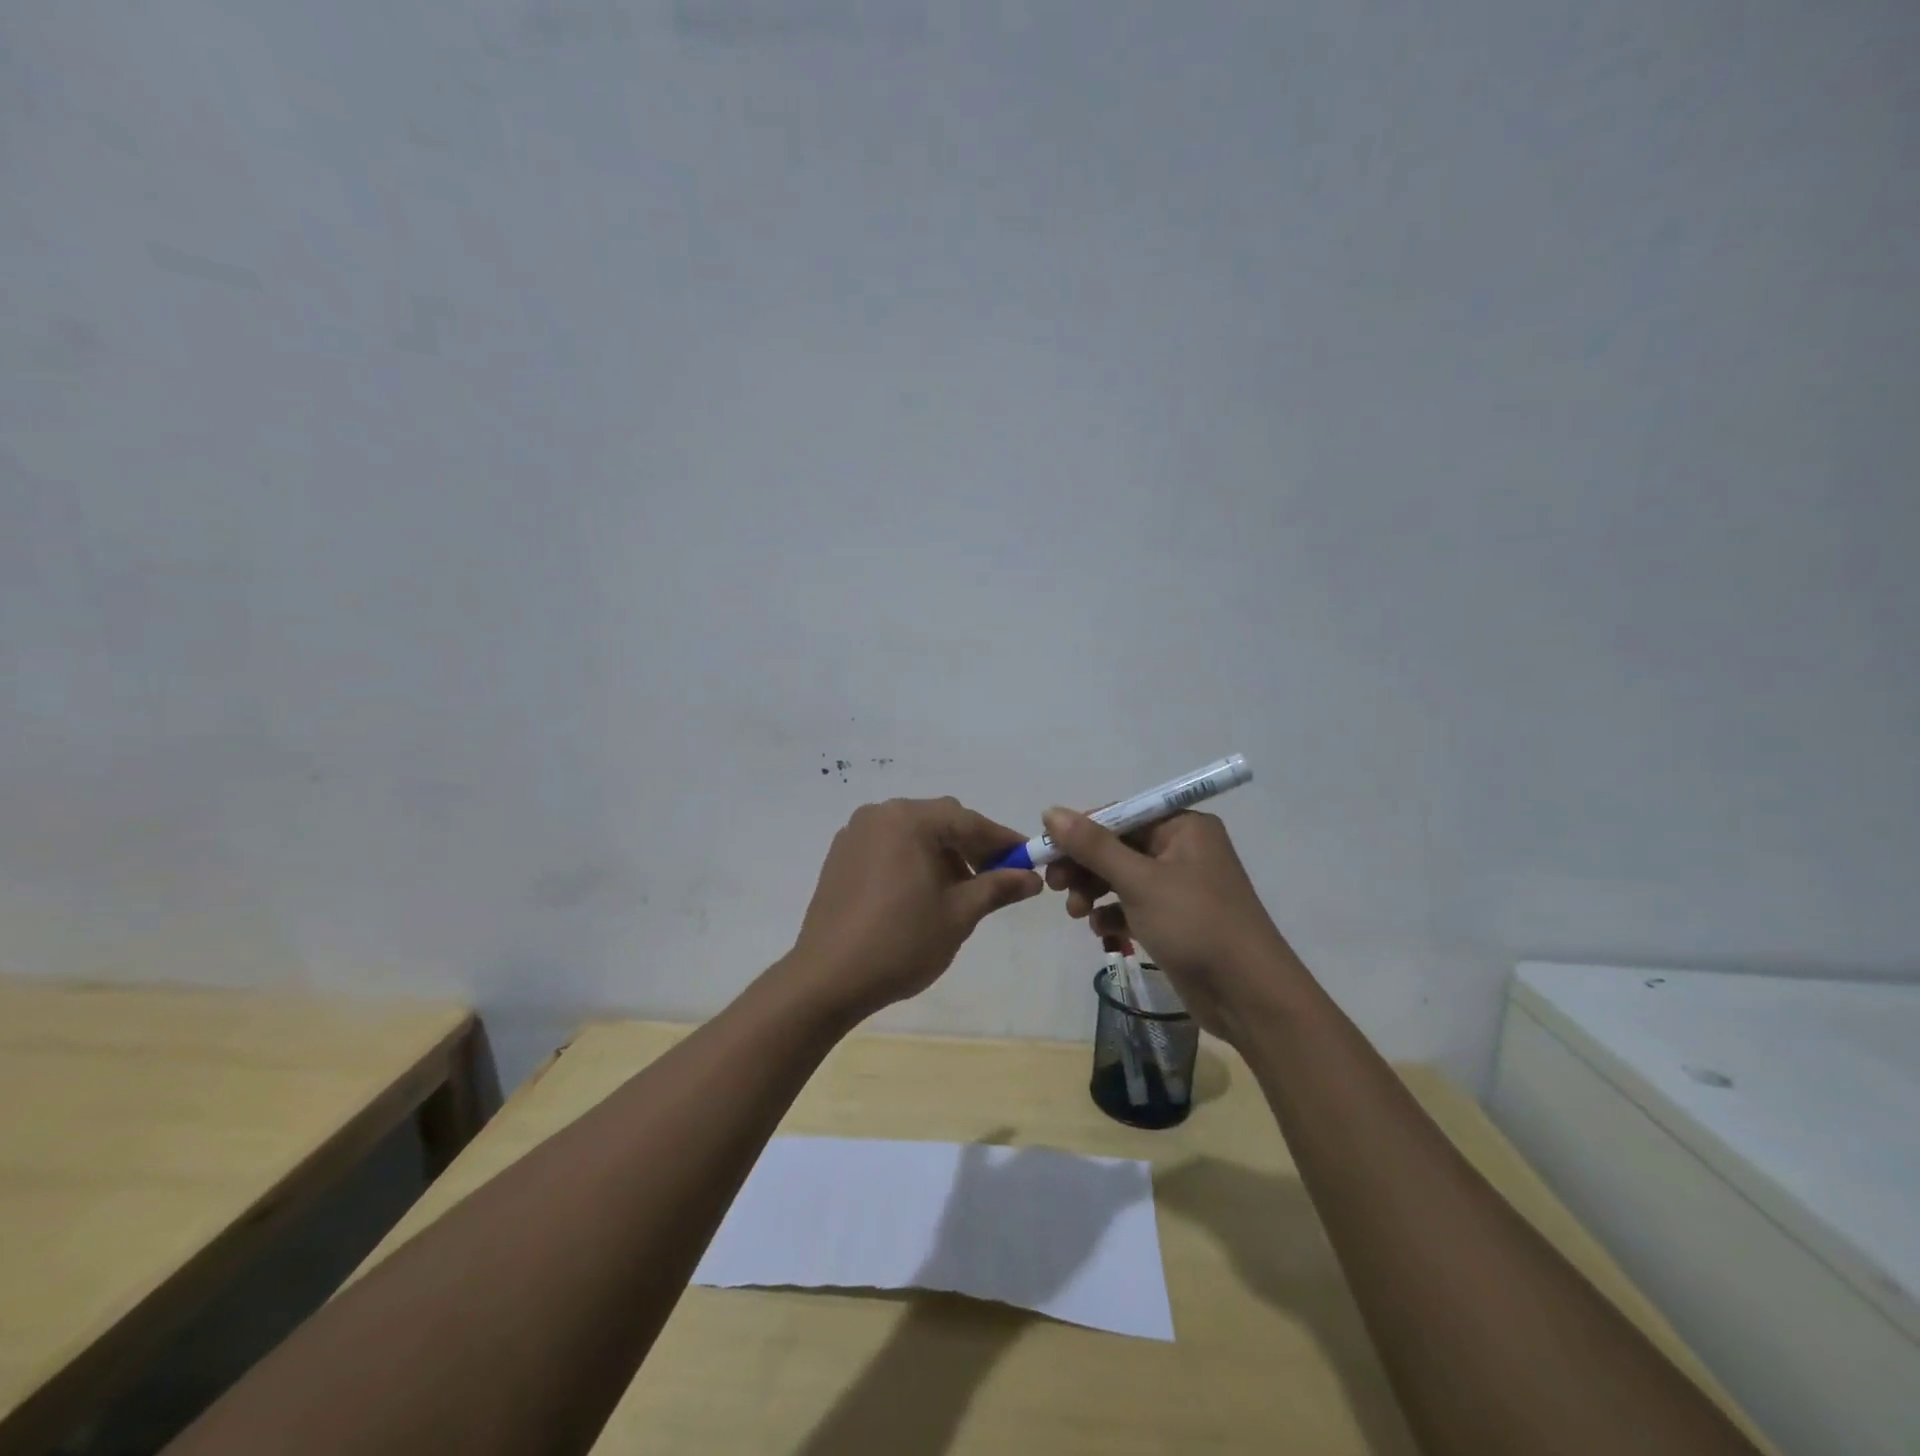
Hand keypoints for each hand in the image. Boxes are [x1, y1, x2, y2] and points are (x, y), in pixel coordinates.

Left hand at [783, 797, 1042, 1023]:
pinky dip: (913, 860)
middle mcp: (880, 815)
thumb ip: (997, 887)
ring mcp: (855, 834)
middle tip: (996, 878)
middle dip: (971, 847)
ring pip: (913, 833)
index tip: (1030, 860)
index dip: (1002, 841)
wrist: (828, 979)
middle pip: (939, 821)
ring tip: (958, 893)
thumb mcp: (958, 914)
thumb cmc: (901, 943)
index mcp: (909, 820)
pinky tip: (922, 894)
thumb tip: (1032, 878)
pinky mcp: (840, 856)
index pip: (968, 821)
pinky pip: (889, 846)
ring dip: (942, 854)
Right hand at [1040, 808, 1296, 1041]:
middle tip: (1055, 886)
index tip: (1046, 851)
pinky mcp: (1176, 919)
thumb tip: (1051, 811)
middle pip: (1118, 847)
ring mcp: (1180, 886)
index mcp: (1183, 827)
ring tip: (1078, 914)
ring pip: (1122, 878)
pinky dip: (1115, 914)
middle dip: (1085, 866)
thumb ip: (1093, 846)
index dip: (1080, 832)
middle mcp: (1183, 849)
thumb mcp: (1139, 881)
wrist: (1249, 995)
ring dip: (1095, 892)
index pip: (1120, 815)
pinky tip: (1103, 932)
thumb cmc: (1195, 924)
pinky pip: (1134, 905)